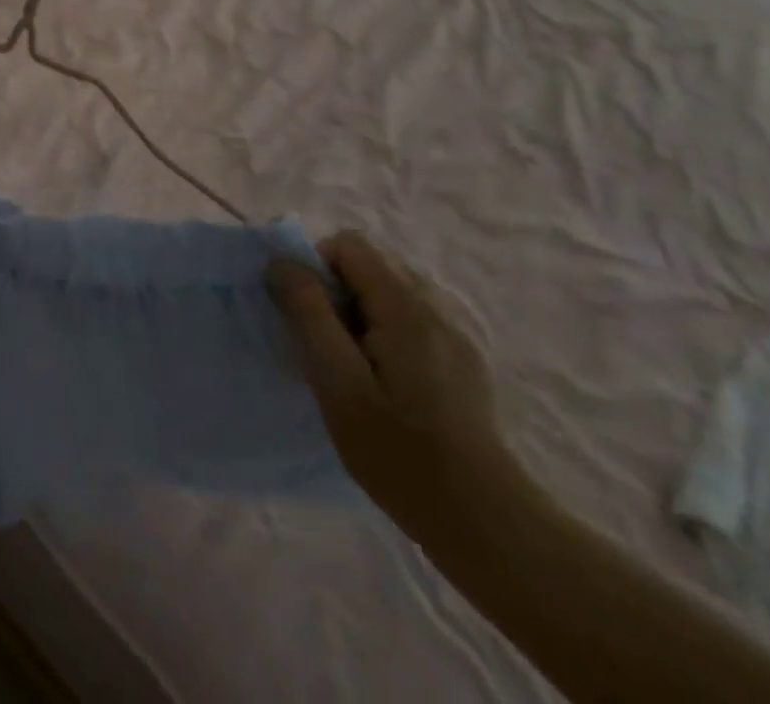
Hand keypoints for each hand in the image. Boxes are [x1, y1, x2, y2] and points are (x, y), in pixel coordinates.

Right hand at [269, 231, 522, 542]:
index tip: (304, 314)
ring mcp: (456, 334)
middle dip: (337, 290)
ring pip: (392, 291)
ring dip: (360, 311)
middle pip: (372, 264)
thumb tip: (282, 262)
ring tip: (353, 365)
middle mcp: (436, 307)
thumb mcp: (338, 384)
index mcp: (405, 307)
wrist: (486, 525)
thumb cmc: (399, 454)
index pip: (349, 245)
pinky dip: (386, 331)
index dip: (316, 266)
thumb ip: (309, 315)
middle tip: (326, 345)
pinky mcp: (464, 361)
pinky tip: (386, 383)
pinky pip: (412, 318)